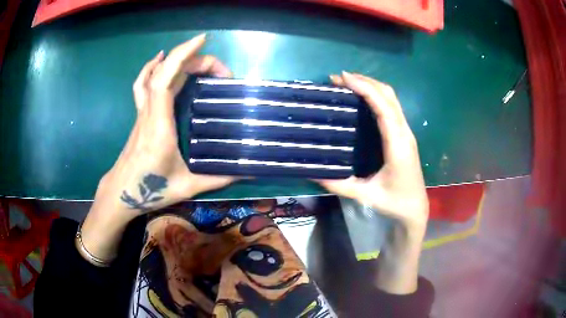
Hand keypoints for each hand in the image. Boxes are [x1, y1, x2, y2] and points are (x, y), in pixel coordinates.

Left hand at [79, 34, 234, 263]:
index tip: (204, 42)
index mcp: (159, 126)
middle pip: (165, 73)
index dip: (182, 56)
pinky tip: (161, 60)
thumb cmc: (151, 190)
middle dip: (193, 60)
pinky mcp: (140, 115)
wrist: (121, 192)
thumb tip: (248, 172)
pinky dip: (152, 67)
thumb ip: (218, 179)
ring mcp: (142, 112)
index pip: (166, 80)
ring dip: (175, 60)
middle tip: (221, 70)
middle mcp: (149, 113)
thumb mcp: (187, 187)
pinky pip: (143, 84)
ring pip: (153, 75)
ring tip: (197, 57)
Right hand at [318, 72, 428, 230]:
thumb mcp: (366, 195)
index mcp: (397, 145)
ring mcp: (406, 132)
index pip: (383, 108)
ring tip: (347, 82)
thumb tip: (313, 173)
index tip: (343, 78)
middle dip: (365, 81)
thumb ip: (340, 185)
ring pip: (392, 98)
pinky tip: (362, 96)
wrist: (415, 208)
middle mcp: (404, 133)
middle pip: (389, 96)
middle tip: (338, 78)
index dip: (365, 89)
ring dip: (371, 85)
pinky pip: (392, 106)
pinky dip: (377, 95)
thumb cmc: (394, 202)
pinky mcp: (404, 134)